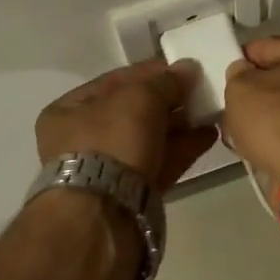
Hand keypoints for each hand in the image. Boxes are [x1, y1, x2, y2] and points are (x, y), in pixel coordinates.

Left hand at [35, 59, 217, 192]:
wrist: (105, 212)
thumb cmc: (111, 142)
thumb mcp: (139, 98)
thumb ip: (166, 81)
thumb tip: (189, 68)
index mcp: (69, 111)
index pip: (114, 81)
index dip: (151, 71)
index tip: (183, 67)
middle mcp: (83, 139)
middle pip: (133, 111)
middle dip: (168, 100)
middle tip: (200, 90)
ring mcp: (107, 169)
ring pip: (149, 138)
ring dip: (180, 124)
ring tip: (211, 110)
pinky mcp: (132, 192)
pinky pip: (160, 161)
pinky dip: (183, 148)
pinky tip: (209, 135)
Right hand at [221, 36, 279, 192]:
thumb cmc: (278, 116)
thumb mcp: (242, 87)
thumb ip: (236, 75)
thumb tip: (243, 74)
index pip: (267, 46)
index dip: (240, 58)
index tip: (221, 75)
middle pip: (279, 79)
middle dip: (253, 92)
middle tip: (226, 104)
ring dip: (261, 119)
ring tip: (234, 130)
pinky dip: (272, 139)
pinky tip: (251, 148)